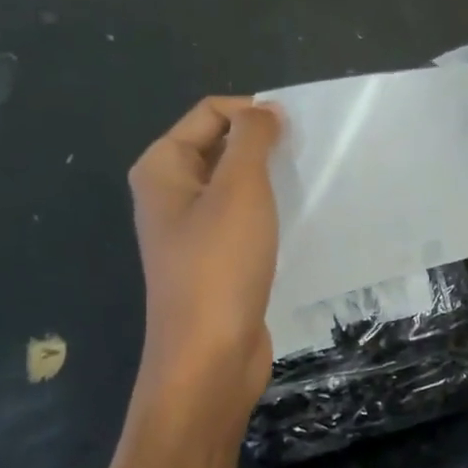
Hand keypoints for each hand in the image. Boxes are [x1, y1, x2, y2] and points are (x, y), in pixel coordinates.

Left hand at [128, 97, 282, 412]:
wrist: (209, 355)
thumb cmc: (220, 265)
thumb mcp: (239, 190)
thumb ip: (252, 140)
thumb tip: (265, 111)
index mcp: (162, 168)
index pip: (209, 114)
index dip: (252, 113)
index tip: (296, 131)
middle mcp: (169, 195)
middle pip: (219, 148)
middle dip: (261, 146)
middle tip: (305, 158)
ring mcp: (191, 233)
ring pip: (234, 188)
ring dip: (268, 182)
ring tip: (306, 187)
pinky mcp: (214, 263)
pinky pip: (243, 223)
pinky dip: (268, 216)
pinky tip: (296, 224)